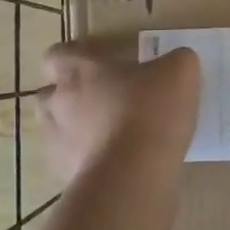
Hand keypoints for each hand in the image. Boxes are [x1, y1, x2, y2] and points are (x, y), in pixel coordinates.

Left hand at [39, 39, 201, 182]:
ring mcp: (57, 142)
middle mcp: (59, 102)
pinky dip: (86, 159)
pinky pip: (70, 161)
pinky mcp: (64, 175)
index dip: (75, 56)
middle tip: (104, 97)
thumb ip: (176, 60)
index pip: (58, 54)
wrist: (133, 175)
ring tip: (107, 132)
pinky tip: (114, 162)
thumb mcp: (180, 71)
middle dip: (70, 94)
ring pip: (55, 128)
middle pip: (49, 93)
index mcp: (80, 70)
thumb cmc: (151, 111)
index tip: (97, 62)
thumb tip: (175, 63)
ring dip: (74, 127)